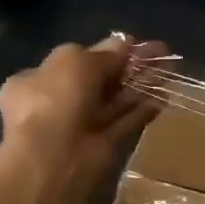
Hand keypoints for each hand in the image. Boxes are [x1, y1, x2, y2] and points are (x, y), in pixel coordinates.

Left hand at [0, 37, 164, 185]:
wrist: (52, 161)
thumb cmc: (55, 100)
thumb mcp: (76, 61)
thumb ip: (103, 54)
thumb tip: (124, 42)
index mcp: (35, 80)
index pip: (72, 61)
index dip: (103, 51)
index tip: (132, 43)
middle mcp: (55, 103)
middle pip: (98, 80)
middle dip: (127, 66)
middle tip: (160, 53)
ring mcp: (79, 127)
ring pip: (114, 101)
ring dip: (139, 85)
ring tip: (169, 68)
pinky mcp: (102, 147)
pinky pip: (125, 123)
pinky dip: (142, 111)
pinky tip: (163, 98)